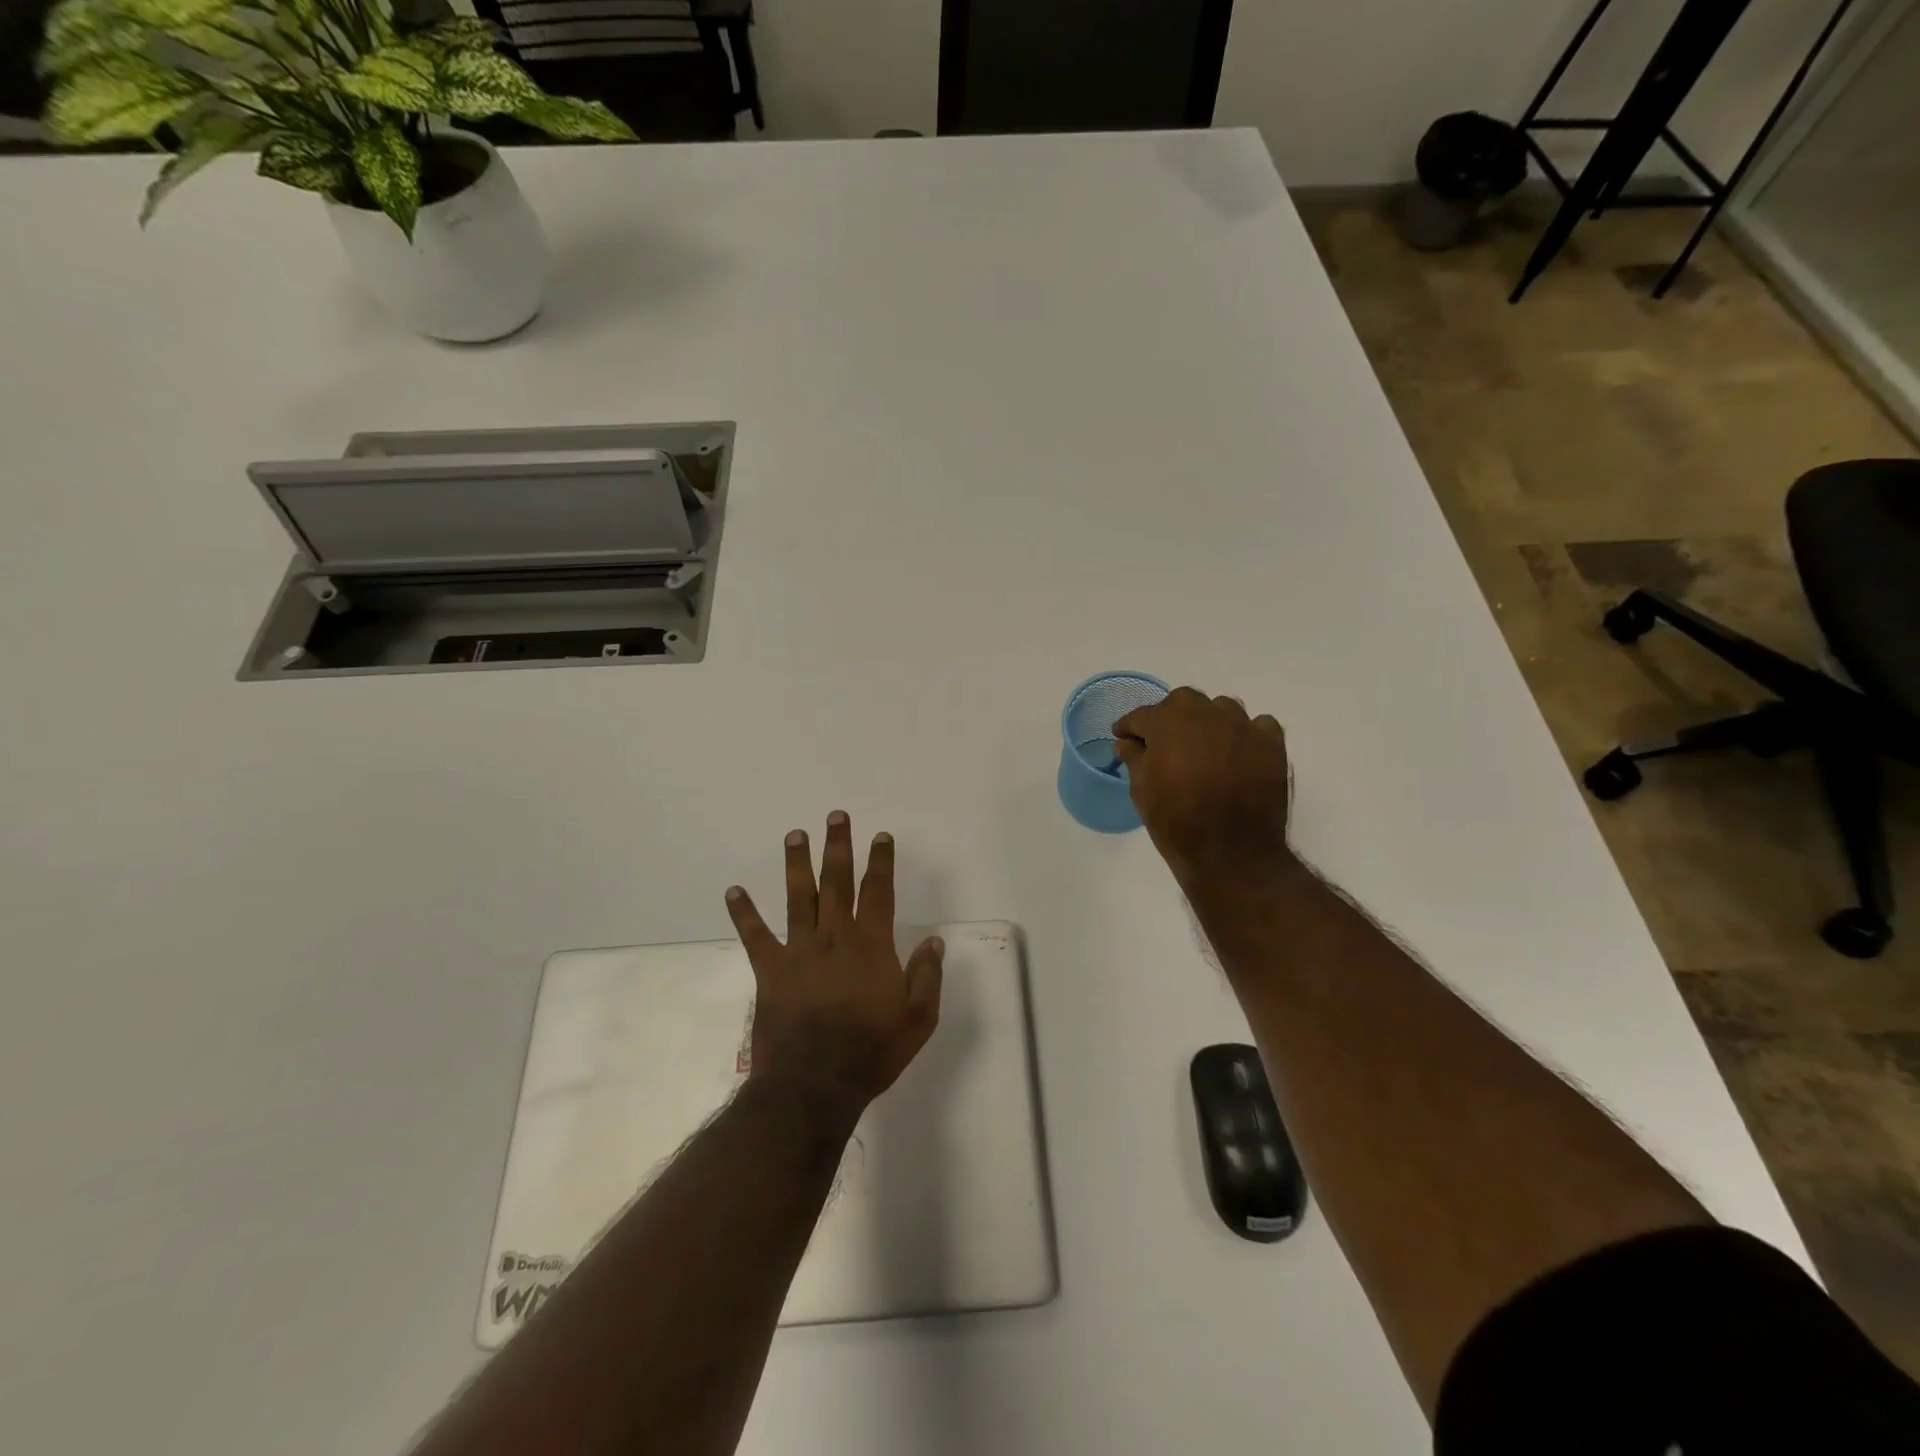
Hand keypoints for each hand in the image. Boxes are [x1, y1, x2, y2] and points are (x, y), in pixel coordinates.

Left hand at [725, 812, 944, 1116]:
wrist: (814, 1085)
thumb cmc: (871, 1052)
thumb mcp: (918, 1019)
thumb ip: (927, 976)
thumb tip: (934, 941)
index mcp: (871, 945)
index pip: (878, 892)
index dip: (881, 862)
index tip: (881, 836)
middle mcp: (835, 937)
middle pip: (837, 882)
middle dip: (838, 847)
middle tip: (836, 816)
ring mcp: (799, 951)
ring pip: (798, 897)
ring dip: (797, 864)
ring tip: (795, 834)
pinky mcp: (771, 971)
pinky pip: (755, 936)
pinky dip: (744, 913)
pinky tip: (733, 891)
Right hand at [1114, 687, 1294, 887]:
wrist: (1231, 853)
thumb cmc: (1176, 821)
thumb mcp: (1142, 791)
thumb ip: (1134, 758)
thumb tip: (1126, 742)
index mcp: (1168, 722)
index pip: (1142, 715)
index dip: (1130, 727)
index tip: (1123, 737)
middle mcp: (1206, 714)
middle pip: (1183, 702)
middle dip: (1170, 717)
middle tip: (1165, 742)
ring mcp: (1242, 726)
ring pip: (1221, 709)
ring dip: (1208, 722)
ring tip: (1204, 748)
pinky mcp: (1271, 744)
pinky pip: (1257, 726)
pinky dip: (1245, 735)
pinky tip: (1239, 754)